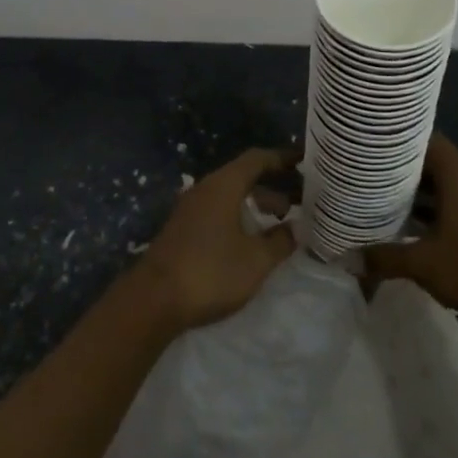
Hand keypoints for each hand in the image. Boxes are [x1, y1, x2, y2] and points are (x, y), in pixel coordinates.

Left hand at [134, 148, 297, 332]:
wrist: (153, 299)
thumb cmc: (211, 272)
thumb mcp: (256, 260)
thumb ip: (279, 242)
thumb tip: (294, 229)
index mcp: (224, 185)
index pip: (257, 159)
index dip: (282, 158)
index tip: (304, 163)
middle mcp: (206, 188)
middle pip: (243, 176)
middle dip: (272, 186)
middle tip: (298, 202)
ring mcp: (190, 208)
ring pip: (230, 195)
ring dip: (255, 204)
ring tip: (278, 224)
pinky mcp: (182, 228)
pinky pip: (218, 210)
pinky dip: (238, 216)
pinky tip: (248, 240)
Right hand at [365, 135, 457, 330]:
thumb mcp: (425, 265)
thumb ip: (386, 258)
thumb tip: (349, 259)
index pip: (431, 142)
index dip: (405, 141)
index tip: (379, 144)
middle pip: (439, 166)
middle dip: (408, 172)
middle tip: (376, 176)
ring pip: (451, 190)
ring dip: (425, 197)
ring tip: (392, 204)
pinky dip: (441, 215)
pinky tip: (422, 234)